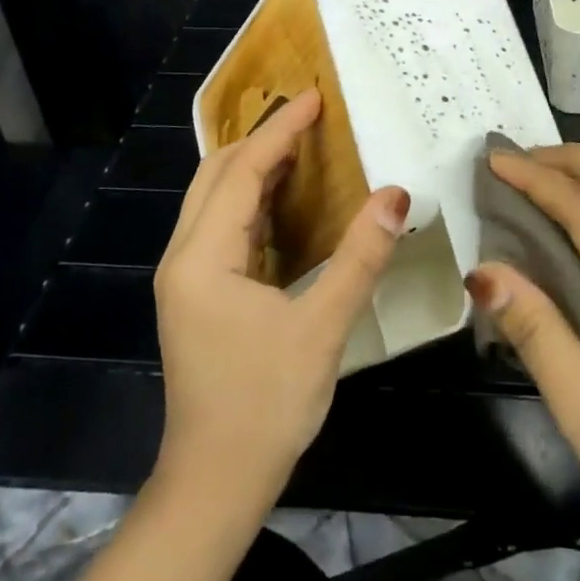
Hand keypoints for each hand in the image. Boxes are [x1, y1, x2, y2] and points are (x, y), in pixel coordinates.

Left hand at [152, 88, 408, 515]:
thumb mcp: (323, 328)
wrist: (216, 483)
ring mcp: (186, 278)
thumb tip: (395, 195)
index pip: (242, 171)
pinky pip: (222, 228)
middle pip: (216, 175)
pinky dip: (252, 202)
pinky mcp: (198, 295)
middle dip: (261, 139)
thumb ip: (359, 257)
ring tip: (301, 145)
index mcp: (203, 257)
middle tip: (309, 117)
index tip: (314, 97)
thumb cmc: (266, 405)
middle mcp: (184, 257)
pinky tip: (286, 202)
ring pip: (215, 200)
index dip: (280, 130)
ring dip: (254, 168)